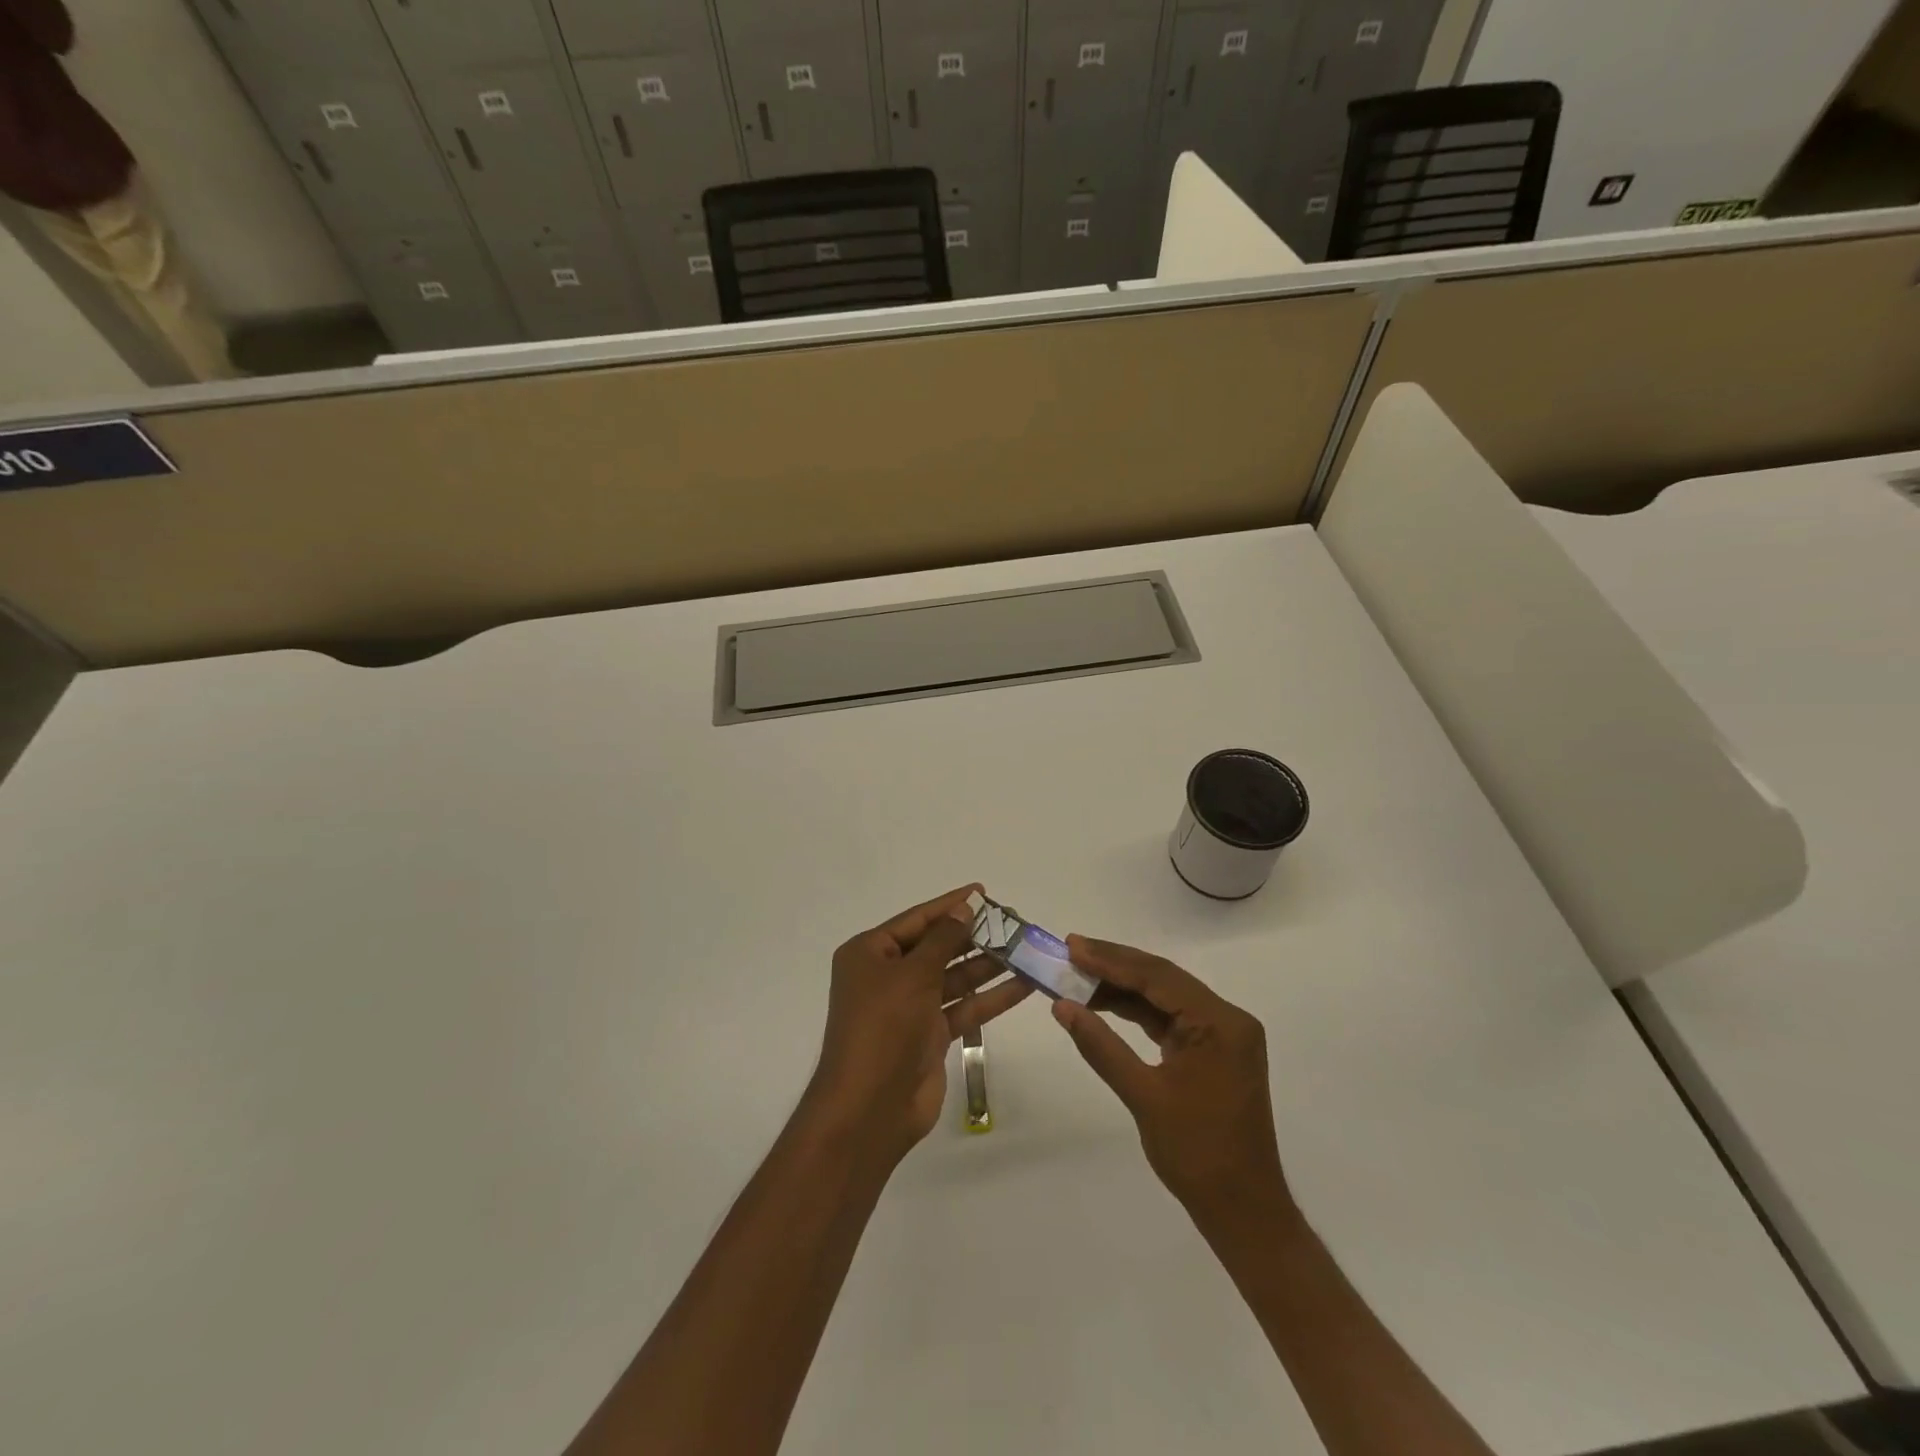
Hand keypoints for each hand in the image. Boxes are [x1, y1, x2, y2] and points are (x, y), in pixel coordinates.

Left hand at [809, 885, 1032, 1162]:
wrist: (870, 1107)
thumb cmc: (883, 1026)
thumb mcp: (913, 974)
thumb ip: (943, 939)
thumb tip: (965, 907)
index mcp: (870, 954)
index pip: (917, 919)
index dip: (950, 905)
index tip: (982, 891)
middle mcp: (888, 976)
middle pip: (937, 947)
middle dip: (974, 935)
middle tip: (1013, 922)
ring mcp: (909, 1007)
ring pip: (954, 977)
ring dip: (988, 965)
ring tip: (1026, 949)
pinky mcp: (930, 1035)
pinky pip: (963, 1007)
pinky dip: (990, 997)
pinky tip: (1024, 985)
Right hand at [1051, 936, 1293, 1229]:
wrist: (1242, 1210)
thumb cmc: (1197, 1154)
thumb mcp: (1144, 1097)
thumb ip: (1101, 1046)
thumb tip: (1062, 1006)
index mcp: (1220, 1023)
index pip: (1158, 977)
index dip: (1111, 960)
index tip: (1072, 947)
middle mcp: (1226, 1019)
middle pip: (1162, 979)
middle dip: (1115, 965)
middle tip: (1071, 951)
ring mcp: (1220, 1035)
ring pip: (1163, 996)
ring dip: (1122, 987)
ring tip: (1078, 975)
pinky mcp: (1211, 1051)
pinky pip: (1168, 1018)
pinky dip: (1135, 1010)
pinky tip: (1103, 1004)